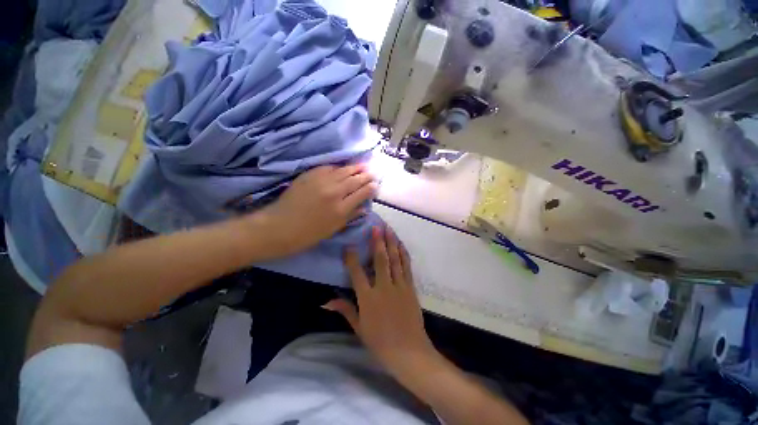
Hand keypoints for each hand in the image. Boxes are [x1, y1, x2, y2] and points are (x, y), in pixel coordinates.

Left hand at [256, 165, 377, 257]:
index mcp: (341, 209)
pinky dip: (337, 167)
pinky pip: (328, 168)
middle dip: (366, 176)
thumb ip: (351, 216)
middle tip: (372, 173)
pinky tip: (341, 168)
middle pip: (355, 180)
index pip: (362, 193)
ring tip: (362, 166)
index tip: (375, 185)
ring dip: (354, 168)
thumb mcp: (333, 229)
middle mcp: (334, 192)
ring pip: (343, 171)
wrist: (280, 226)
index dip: (371, 188)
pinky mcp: (309, 175)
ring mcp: (321, 181)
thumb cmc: (308, 233)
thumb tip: (364, 208)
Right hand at [324, 225, 437, 376]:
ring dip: (392, 243)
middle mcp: (383, 287)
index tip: (349, 246)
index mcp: (368, 298)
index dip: (352, 258)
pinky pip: (406, 267)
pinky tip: (401, 245)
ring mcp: (399, 286)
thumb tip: (325, 301)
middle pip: (380, 260)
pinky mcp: (410, 288)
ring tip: (389, 230)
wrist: (408, 351)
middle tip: (376, 227)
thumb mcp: (359, 327)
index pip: (357, 273)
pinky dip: (404, 254)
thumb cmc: (380, 342)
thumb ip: (345, 310)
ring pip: (395, 260)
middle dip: (377, 242)